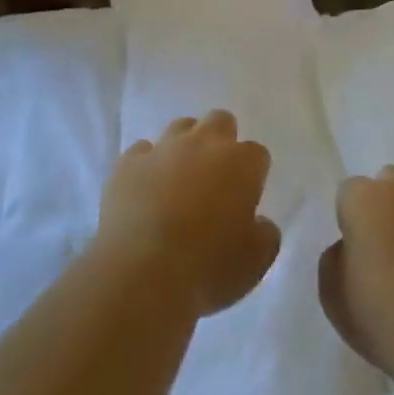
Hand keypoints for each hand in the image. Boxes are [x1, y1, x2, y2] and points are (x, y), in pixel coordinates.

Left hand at [95, 110, 280, 315]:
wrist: (142, 273)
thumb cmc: (208, 267)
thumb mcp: (255, 261)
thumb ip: (265, 235)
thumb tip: (260, 224)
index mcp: (241, 163)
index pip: (257, 154)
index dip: (252, 175)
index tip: (245, 199)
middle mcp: (204, 143)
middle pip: (220, 121)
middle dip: (221, 141)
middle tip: (215, 177)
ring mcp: (163, 148)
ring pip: (180, 127)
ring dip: (184, 147)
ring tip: (178, 180)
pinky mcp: (128, 163)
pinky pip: (141, 152)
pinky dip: (146, 165)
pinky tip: (144, 189)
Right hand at [318, 166, 393, 382]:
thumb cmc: (385, 318)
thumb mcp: (334, 298)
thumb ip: (334, 260)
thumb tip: (350, 248)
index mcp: (364, 199)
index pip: (349, 192)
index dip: (351, 219)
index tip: (356, 251)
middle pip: (390, 181)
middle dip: (385, 203)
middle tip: (387, 246)